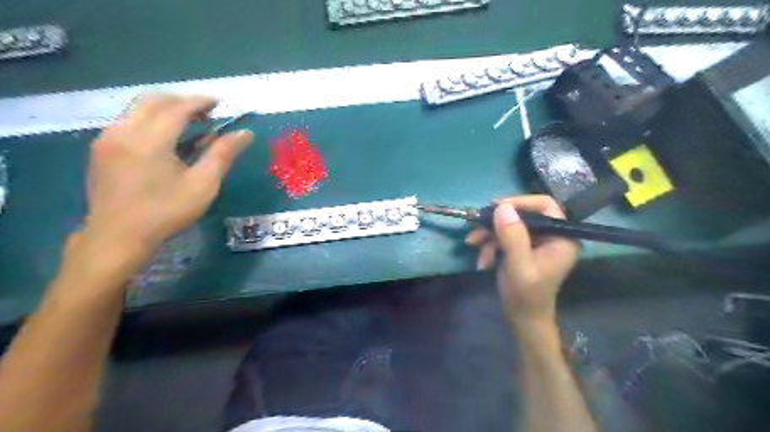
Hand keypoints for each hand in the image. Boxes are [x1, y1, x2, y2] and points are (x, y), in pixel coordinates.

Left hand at [83, 93, 253, 250]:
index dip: (201, 101)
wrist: (118, 237)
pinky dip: (150, 120)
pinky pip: (127, 122)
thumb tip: (245, 133)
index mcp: (149, 139)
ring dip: (164, 109)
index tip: (220, 103)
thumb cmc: (166, 211)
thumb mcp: (203, 184)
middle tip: (205, 112)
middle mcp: (123, 130)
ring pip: (137, 109)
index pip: (178, 107)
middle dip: (181, 100)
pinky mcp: (101, 150)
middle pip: (153, 100)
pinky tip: (164, 139)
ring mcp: (107, 139)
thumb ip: (223, 154)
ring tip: (188, 124)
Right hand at [467, 196, 581, 327]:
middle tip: (475, 228)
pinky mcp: (523, 248)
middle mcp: (552, 235)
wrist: (523, 319)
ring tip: (473, 246)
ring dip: (489, 236)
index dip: (520, 202)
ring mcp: (537, 242)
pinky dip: (490, 245)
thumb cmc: (526, 296)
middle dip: (496, 223)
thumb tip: (502, 207)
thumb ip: (513, 236)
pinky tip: (483, 260)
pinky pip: (504, 237)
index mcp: (561, 237)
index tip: (495, 208)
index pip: (545, 205)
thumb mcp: (518, 266)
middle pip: (522, 215)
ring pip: (509, 225)